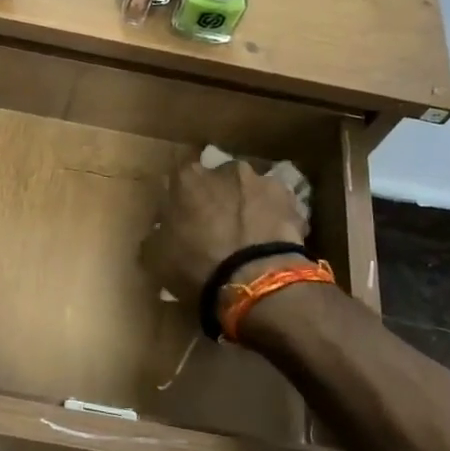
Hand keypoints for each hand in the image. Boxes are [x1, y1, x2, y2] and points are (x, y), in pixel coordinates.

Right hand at [140, 157, 308, 304]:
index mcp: (187, 177)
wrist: (255, 280)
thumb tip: (160, 233)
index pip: (179, 180)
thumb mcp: (156, 257)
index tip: (181, 220)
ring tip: (247, 239)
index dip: (181, 201)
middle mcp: (226, 170)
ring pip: (249, 192)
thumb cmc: (196, 265)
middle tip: (215, 229)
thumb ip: (156, 236)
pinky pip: (277, 209)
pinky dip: (273, 221)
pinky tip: (269, 245)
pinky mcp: (293, 201)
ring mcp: (263, 182)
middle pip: (218, 181)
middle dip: (217, 199)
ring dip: (246, 207)